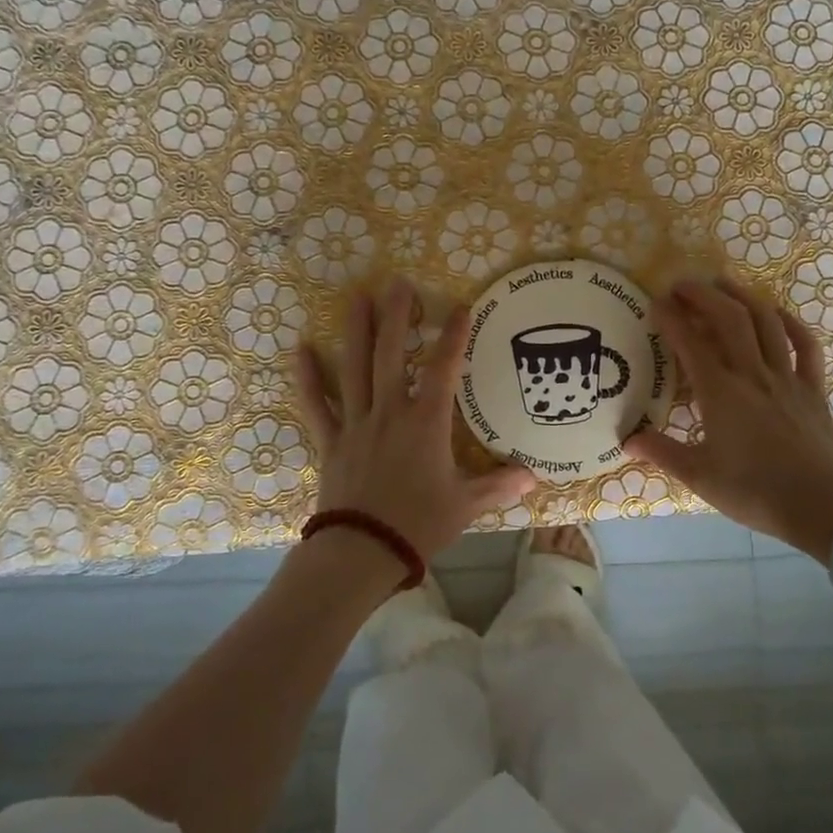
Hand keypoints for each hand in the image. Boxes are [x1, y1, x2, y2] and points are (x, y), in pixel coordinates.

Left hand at [295, 279, 534, 563]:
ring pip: (355, 368)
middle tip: (397, 282)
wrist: (362, 551)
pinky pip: (316, 404)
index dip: (454, 336)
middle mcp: (390, 412)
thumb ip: (498, 486)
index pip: (444, 368)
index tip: (461, 306)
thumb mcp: (466, 505)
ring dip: (356, 331)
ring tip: (356, 297)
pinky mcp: (331, 441)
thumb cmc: (419, 524)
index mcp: (426, 422)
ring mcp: (356, 423)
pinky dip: (308, 377)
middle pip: (391, 354)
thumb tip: (532, 478)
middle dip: (397, 316)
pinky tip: (300, 349)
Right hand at [626, 278, 832, 562]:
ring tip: (723, 283)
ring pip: (766, 322)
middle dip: (703, 294)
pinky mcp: (813, 390)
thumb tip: (626, 439)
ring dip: (743, 296)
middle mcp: (753, 374)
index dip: (671, 318)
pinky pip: (805, 346)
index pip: (690, 343)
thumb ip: (661, 452)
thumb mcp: (699, 477)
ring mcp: (787, 378)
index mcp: (721, 393)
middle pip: (729, 318)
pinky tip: (777, 314)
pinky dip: (791, 323)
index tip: (655, 301)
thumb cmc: (755, 492)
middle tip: (682, 284)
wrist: (823, 508)